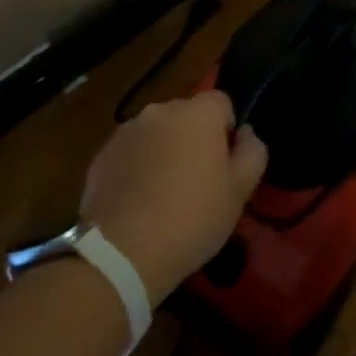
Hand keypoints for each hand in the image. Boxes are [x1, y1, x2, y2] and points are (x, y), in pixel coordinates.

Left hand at [80, 90, 267, 304]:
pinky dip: (138, 167)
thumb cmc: (193, 218)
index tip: (225, 163)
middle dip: (194, 139)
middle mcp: (160, 111)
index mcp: (198, 113)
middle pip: (187, 116)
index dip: (228, 130)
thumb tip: (246, 134)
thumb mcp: (240, 191)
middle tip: (198, 182)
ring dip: (164, 152)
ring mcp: (126, 131)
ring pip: (157, 134)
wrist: (123, 252)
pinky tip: (139, 203)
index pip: (222, 103)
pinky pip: (131, 153)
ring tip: (165, 195)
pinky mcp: (102, 155)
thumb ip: (253, 152)